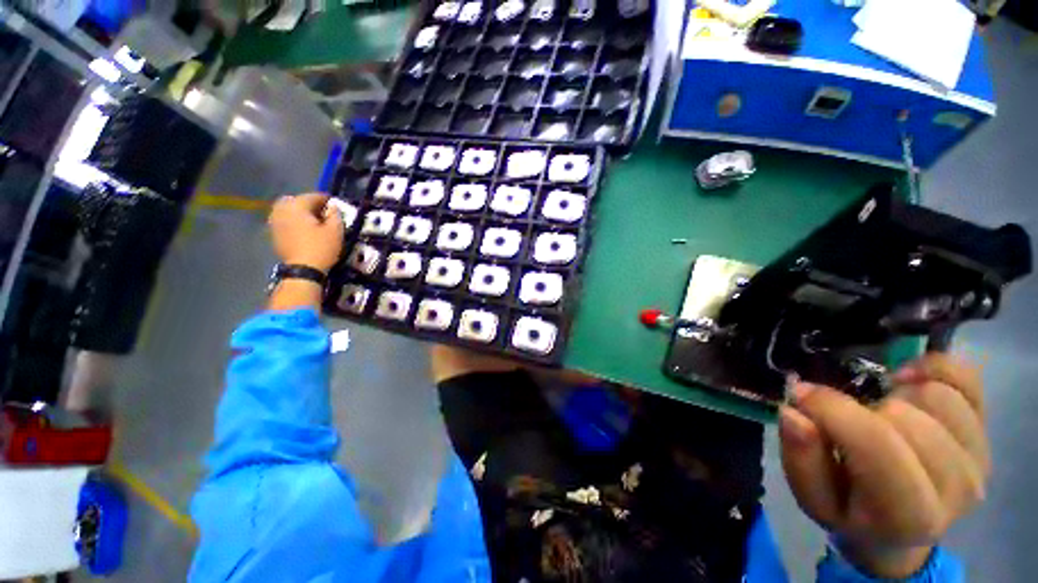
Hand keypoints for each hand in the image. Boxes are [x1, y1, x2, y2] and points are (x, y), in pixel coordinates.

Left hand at [268, 193, 343, 272]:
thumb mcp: (336, 230)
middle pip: (295, 200)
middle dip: (309, 204)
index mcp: (297, 206)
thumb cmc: (321, 248)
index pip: (313, 196)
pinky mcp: (274, 233)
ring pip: (286, 209)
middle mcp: (282, 210)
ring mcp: (274, 221)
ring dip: (299, 212)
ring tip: (312, 221)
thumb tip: (333, 206)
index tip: (335, 205)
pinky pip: (283, 220)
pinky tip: (302, 229)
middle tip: (322, 213)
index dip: (326, 200)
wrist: (303, 270)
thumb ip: (335, 214)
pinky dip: (292, 221)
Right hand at [780, 353, 989, 577]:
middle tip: (847, 416)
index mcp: (908, 514)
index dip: (832, 409)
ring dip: (895, 393)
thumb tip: (794, 412)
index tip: (801, 394)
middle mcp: (956, 487)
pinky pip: (967, 376)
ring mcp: (979, 458)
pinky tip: (907, 382)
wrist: (903, 526)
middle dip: (863, 407)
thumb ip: (801, 457)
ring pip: (936, 394)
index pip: (875, 443)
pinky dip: (932, 367)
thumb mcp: (812, 495)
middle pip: (904, 415)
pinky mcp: (988, 431)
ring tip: (878, 409)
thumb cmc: (850, 511)